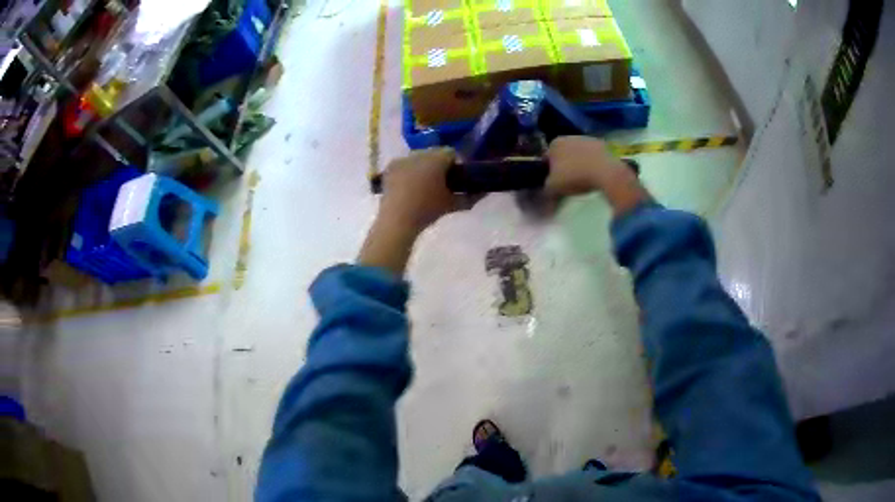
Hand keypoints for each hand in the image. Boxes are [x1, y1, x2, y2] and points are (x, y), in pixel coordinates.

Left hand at [378, 147, 471, 233]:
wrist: (397, 220)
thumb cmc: (428, 210)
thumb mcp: (452, 204)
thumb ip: (470, 197)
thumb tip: (484, 194)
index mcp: (437, 158)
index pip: (451, 153)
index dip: (455, 164)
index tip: (457, 179)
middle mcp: (420, 153)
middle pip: (434, 154)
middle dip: (438, 164)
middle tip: (441, 183)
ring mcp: (403, 159)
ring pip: (418, 158)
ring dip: (423, 167)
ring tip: (424, 186)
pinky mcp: (390, 168)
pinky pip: (404, 164)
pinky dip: (408, 172)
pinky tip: (408, 187)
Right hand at [545, 136, 632, 195]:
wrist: (605, 172)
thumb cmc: (574, 176)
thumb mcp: (553, 187)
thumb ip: (546, 188)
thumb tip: (547, 191)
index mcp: (554, 143)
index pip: (546, 158)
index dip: (548, 171)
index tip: (554, 183)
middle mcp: (569, 136)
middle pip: (563, 154)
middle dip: (564, 166)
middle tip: (569, 182)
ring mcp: (587, 139)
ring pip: (579, 154)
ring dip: (579, 164)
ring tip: (584, 180)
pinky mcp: (603, 144)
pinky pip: (593, 156)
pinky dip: (593, 164)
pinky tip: (595, 176)